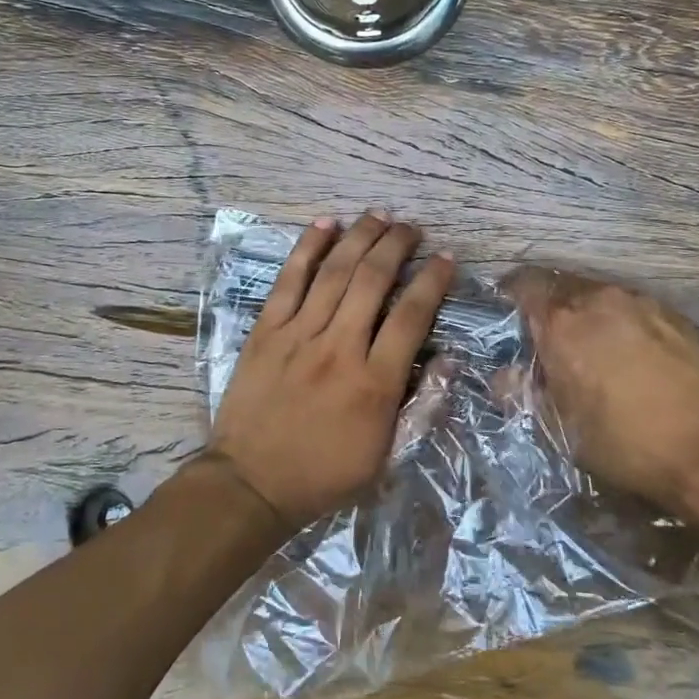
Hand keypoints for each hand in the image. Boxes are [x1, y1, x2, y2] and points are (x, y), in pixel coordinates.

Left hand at [210, 212, 455, 530]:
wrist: (252, 483)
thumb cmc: (325, 472)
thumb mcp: (386, 453)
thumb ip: (419, 403)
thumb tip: (446, 358)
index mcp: (375, 382)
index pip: (412, 315)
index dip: (433, 280)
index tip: (445, 258)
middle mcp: (340, 348)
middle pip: (373, 280)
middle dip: (397, 245)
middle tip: (411, 227)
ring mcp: (299, 335)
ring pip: (335, 272)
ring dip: (360, 237)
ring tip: (378, 215)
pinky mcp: (267, 331)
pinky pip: (290, 280)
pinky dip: (308, 248)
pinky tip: (326, 224)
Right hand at [507, 269, 698, 511]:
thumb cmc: (623, 443)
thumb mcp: (559, 428)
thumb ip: (522, 392)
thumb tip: (505, 373)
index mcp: (562, 324)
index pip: (524, 284)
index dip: (511, 294)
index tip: (508, 312)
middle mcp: (598, 300)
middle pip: (560, 284)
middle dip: (549, 305)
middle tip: (548, 335)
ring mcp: (639, 301)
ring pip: (598, 293)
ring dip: (585, 311)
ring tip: (591, 344)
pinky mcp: (672, 312)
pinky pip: (631, 304)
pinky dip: (619, 318)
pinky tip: (629, 350)